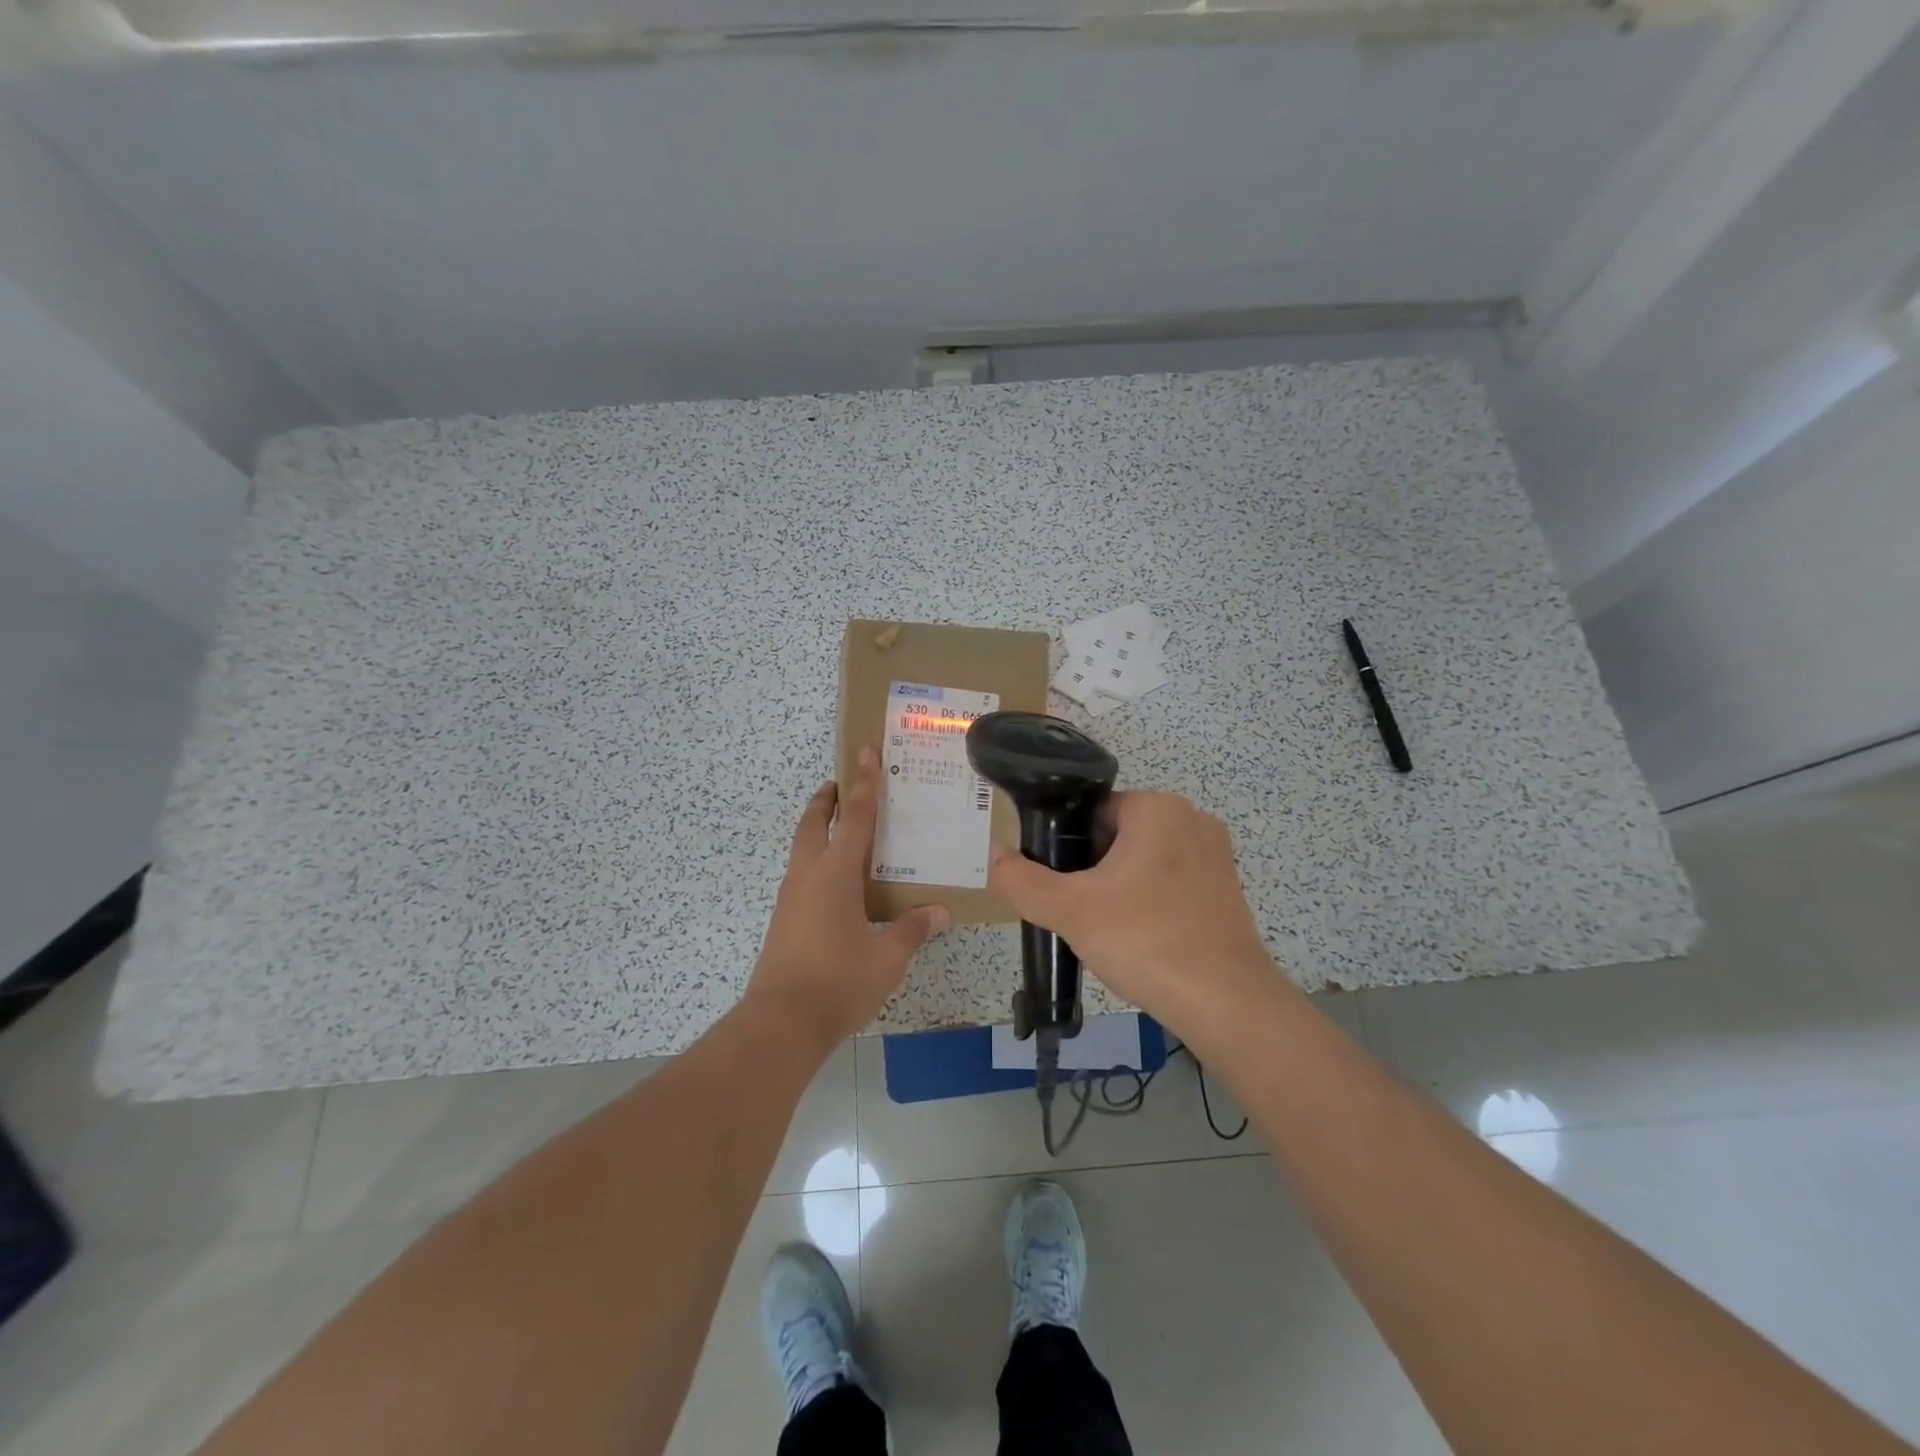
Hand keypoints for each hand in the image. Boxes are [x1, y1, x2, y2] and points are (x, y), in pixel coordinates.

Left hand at [746, 747, 950, 1051]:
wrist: (781, 1023)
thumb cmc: (838, 981)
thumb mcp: (887, 957)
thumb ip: (913, 929)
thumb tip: (940, 912)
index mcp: (835, 874)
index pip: (857, 818)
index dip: (865, 784)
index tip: (865, 752)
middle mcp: (808, 876)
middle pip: (814, 823)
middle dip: (827, 800)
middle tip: (841, 785)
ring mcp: (790, 898)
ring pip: (802, 848)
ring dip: (818, 829)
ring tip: (841, 829)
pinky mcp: (783, 920)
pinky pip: (801, 874)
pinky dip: (816, 860)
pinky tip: (835, 884)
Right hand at [987, 790, 1288, 1038]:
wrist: (1226, 1004)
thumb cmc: (1145, 940)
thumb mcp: (1070, 910)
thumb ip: (1022, 880)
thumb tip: (994, 856)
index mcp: (1157, 807)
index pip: (1091, 813)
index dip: (1067, 849)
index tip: (1061, 887)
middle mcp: (1192, 819)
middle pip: (1118, 836)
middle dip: (1093, 871)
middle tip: (1080, 913)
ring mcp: (1216, 856)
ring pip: (1144, 862)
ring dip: (1120, 889)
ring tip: (1109, 931)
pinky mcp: (1228, 890)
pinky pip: (1172, 885)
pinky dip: (1150, 905)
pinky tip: (1141, 941)